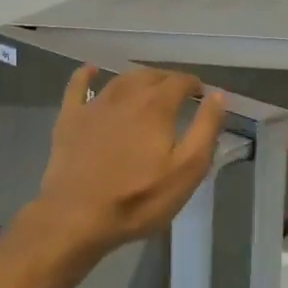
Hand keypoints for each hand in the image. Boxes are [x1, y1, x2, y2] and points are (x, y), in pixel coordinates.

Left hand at [32, 65, 228, 255]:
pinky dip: (87, 75)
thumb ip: (205, 130)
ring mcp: (94, 106)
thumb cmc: (139, 199)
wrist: (77, 216)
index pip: (180, 81)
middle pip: (150, 76)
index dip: (193, 84)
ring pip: (120, 80)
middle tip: (177, 94)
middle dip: (167, 80)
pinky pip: (77, 86)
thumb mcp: (187, 171)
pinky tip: (91, 71)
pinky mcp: (70, 119)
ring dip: (138, 79)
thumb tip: (217, 96)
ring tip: (148, 88)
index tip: (201, 94)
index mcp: (156, 106)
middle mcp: (126, 95)